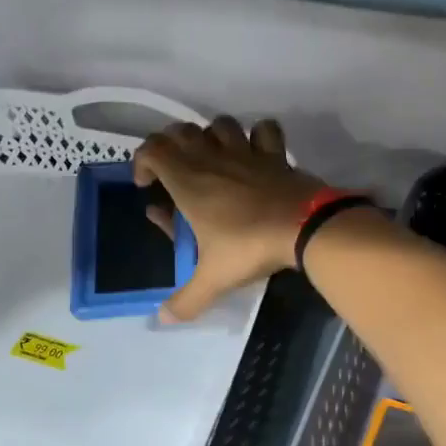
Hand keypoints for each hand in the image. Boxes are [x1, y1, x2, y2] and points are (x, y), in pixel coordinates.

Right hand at [133, 117, 326, 322]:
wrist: (303, 227)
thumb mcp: (213, 279)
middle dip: (171, 145)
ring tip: (212, 157)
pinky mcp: (275, 155)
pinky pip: (265, 129)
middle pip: (182, 131)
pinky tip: (256, 150)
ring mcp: (246, 152)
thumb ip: (186, 300)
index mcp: (188, 181)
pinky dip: (258, 134)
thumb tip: (162, 320)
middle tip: (173, 171)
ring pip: (220, 124)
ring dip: (211, 134)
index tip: (146, 185)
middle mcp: (213, 159)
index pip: (153, 149)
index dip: (142, 160)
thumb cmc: (249, 246)